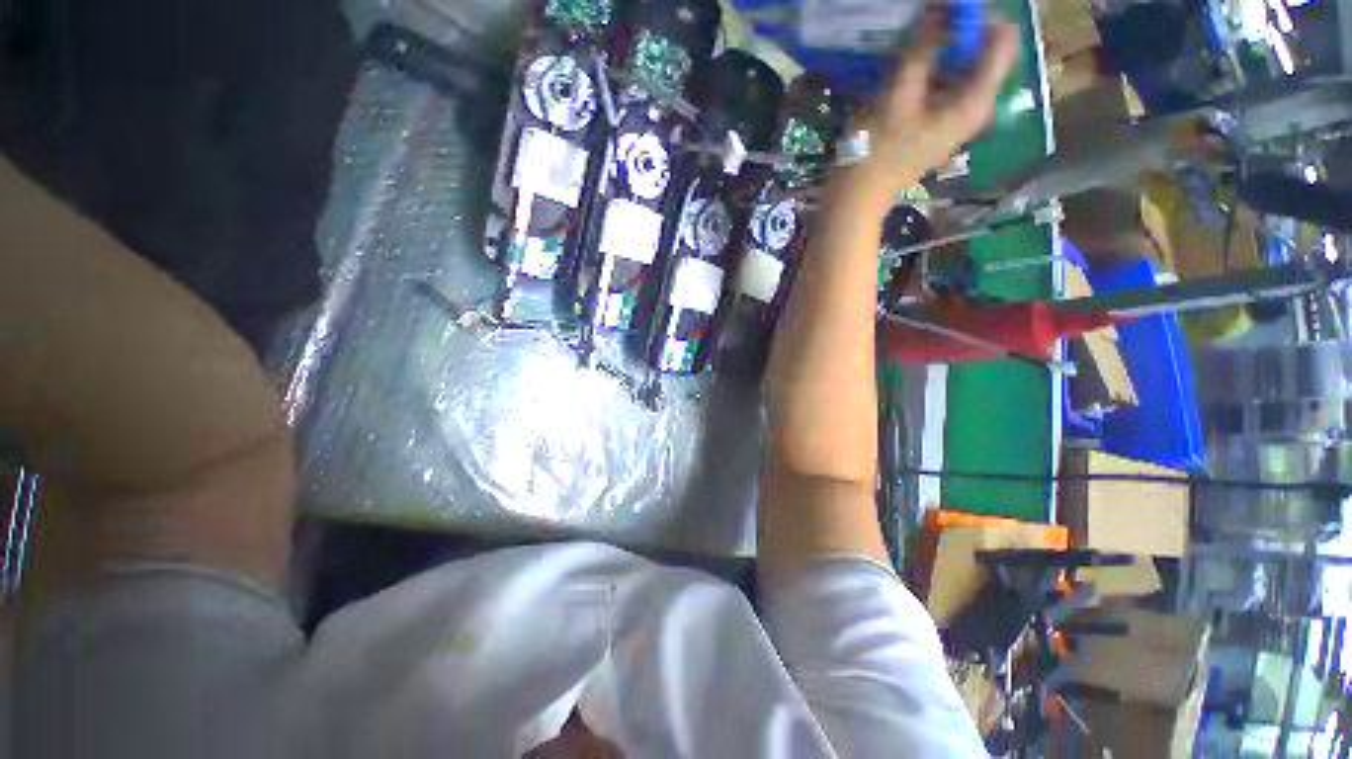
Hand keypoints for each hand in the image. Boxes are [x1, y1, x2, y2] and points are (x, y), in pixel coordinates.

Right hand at [840, 16, 1020, 207]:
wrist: (856, 199)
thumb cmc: (877, 152)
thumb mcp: (898, 95)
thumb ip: (923, 49)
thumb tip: (937, 11)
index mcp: (975, 102)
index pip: (1002, 41)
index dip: (976, 19)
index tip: (945, 11)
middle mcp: (972, 109)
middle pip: (980, 53)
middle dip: (956, 32)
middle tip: (923, 23)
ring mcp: (953, 120)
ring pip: (959, 69)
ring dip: (938, 50)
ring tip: (910, 41)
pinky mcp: (934, 126)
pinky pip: (942, 86)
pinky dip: (928, 71)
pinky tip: (905, 67)